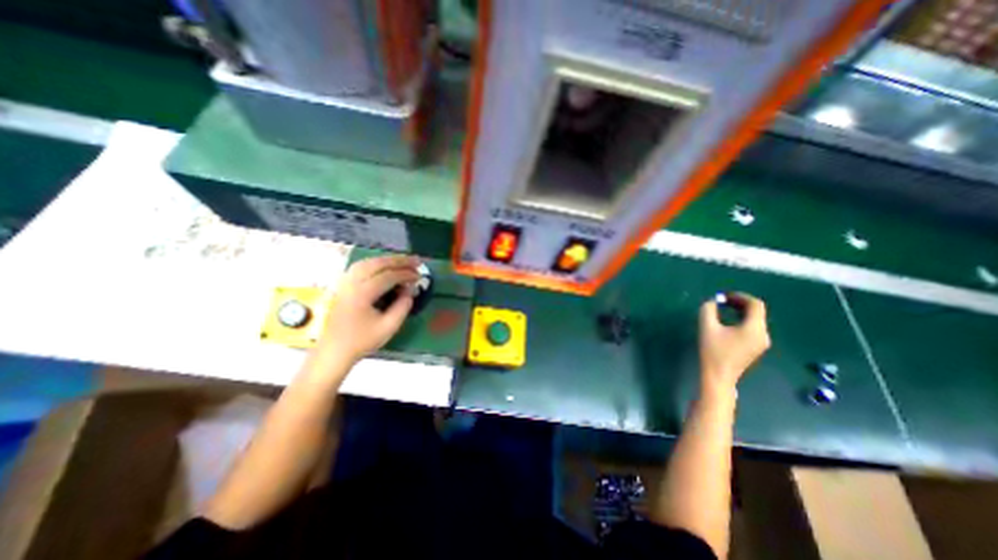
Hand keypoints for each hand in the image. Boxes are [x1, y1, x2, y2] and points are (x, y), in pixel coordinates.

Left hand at [315, 254, 417, 367]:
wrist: (334, 351)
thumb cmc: (362, 341)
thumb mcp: (388, 327)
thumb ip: (402, 307)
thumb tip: (410, 291)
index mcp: (362, 294)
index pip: (387, 276)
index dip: (405, 274)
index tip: (419, 275)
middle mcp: (351, 283)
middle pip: (377, 263)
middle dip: (399, 260)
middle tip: (416, 261)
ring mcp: (345, 283)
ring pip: (367, 262)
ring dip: (387, 260)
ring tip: (403, 261)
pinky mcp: (343, 286)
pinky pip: (359, 267)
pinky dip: (375, 263)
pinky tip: (384, 267)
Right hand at [696, 293, 764, 393]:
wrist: (719, 377)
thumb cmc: (713, 351)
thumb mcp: (707, 327)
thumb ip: (708, 310)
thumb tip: (712, 301)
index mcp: (754, 329)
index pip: (756, 305)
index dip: (740, 296)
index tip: (724, 296)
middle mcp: (763, 335)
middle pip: (757, 312)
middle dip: (740, 303)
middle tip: (722, 301)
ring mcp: (761, 343)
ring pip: (755, 321)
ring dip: (740, 312)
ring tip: (723, 310)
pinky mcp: (756, 349)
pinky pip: (753, 329)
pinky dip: (741, 321)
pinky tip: (727, 324)